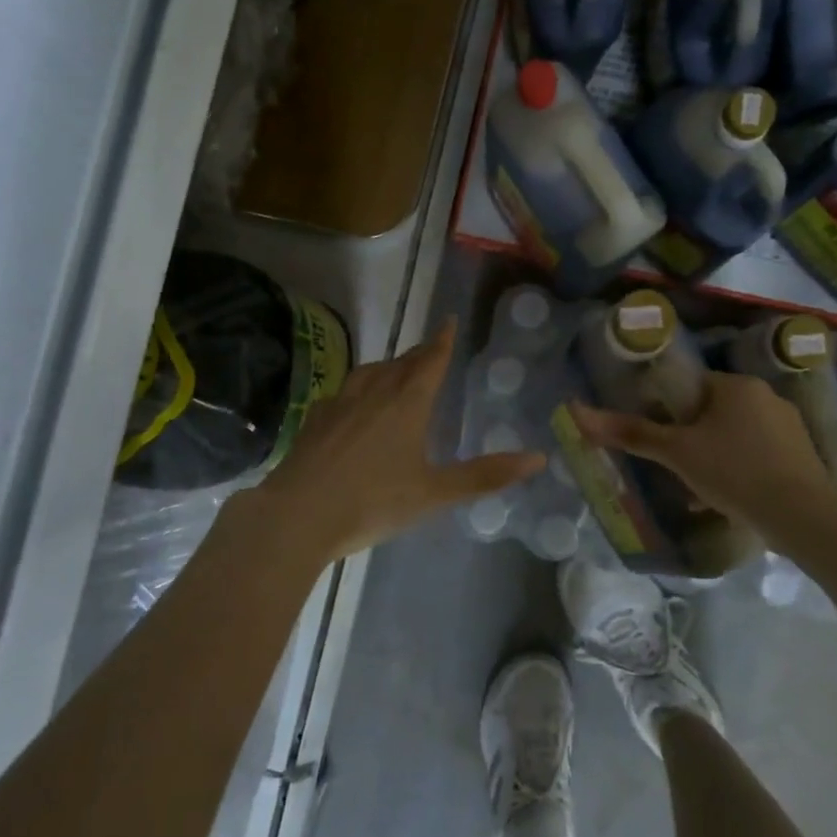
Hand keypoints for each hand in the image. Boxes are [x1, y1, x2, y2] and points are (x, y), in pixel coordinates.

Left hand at [244, 318, 543, 562]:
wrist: (298, 515)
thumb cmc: (373, 502)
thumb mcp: (435, 493)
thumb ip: (485, 476)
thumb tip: (538, 458)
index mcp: (406, 404)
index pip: (430, 361)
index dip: (443, 341)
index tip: (449, 321)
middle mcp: (373, 393)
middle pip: (401, 363)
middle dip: (419, 354)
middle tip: (431, 349)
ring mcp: (339, 403)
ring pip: (369, 372)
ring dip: (388, 366)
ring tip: (395, 370)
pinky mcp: (315, 419)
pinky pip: (343, 391)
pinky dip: (358, 388)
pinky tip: (352, 404)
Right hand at [568, 371, 836, 533]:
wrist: (802, 516)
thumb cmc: (733, 472)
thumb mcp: (676, 453)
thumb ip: (630, 433)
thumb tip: (577, 410)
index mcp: (736, 385)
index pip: (692, 388)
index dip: (671, 413)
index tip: (662, 441)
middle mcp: (766, 396)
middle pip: (715, 412)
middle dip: (694, 439)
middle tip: (677, 469)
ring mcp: (790, 425)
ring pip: (738, 435)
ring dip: (717, 456)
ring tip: (701, 490)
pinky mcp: (804, 455)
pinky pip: (761, 454)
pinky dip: (743, 470)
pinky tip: (733, 499)